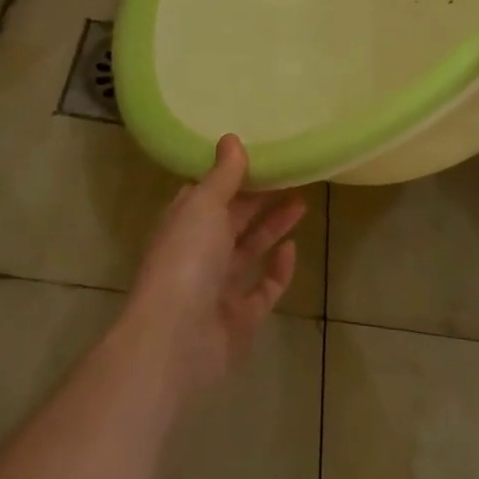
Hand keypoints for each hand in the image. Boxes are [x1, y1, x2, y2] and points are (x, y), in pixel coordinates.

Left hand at [124, 135, 304, 396]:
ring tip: (302, 202)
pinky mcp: (239, 318)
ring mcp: (218, 288)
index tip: (262, 155)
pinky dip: (278, 270)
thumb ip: (223, 175)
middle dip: (260, 199)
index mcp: (183, 224)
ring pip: (249, 251)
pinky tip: (293, 248)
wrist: (176, 339)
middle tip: (293, 176)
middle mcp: (198, 253)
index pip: (208, 193)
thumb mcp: (204, 206)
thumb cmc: (186, 260)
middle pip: (232, 220)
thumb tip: (231, 138)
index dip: (232, 175)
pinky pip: (263, 289)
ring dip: (273, 227)